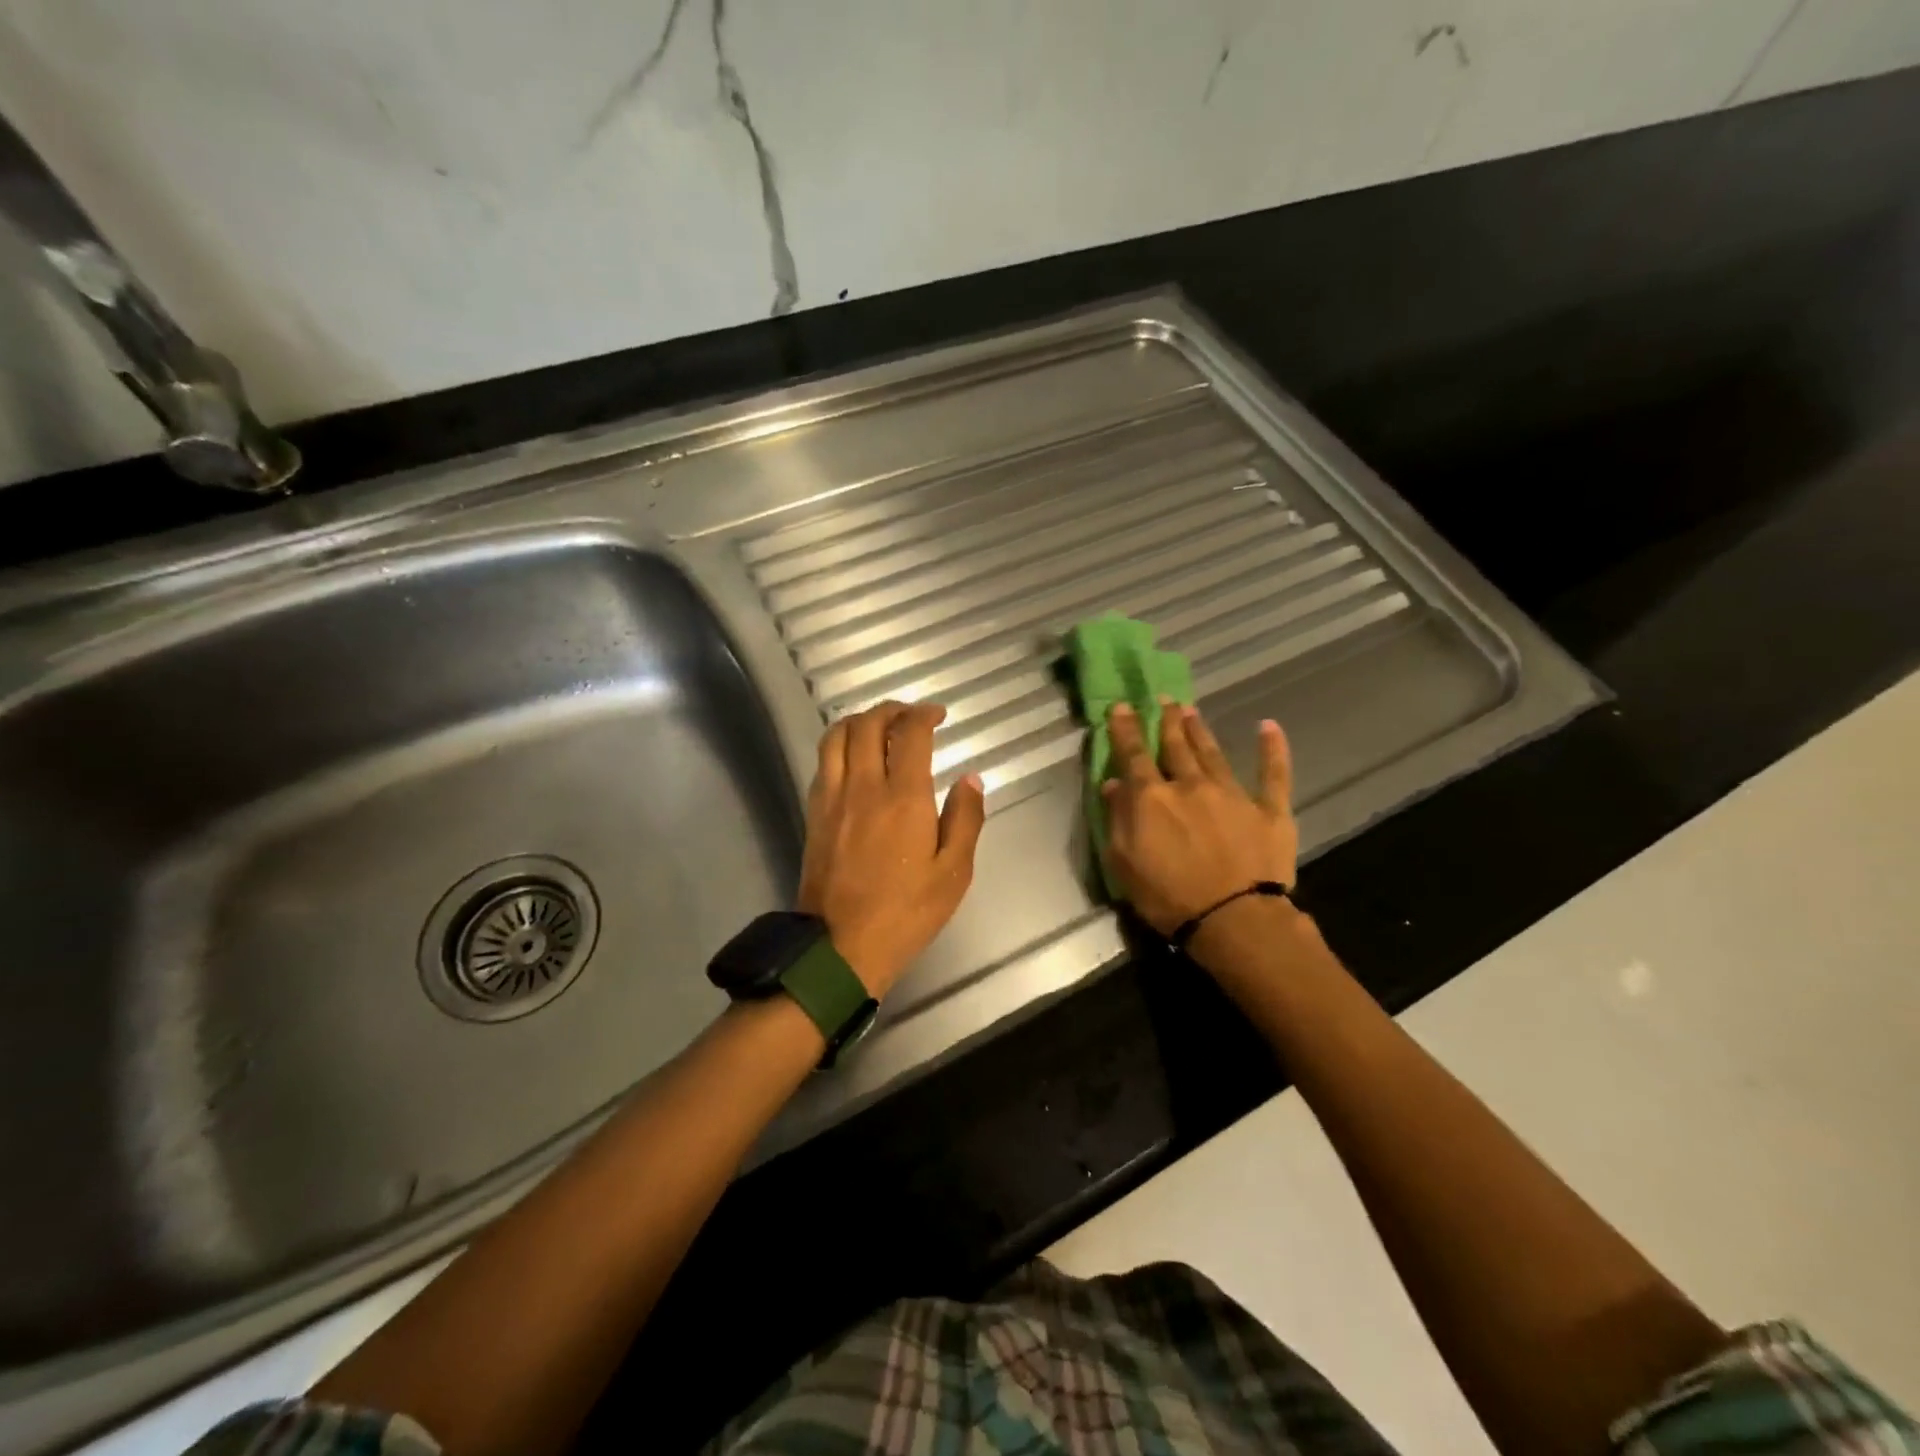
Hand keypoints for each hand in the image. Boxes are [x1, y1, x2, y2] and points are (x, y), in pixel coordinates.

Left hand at [796, 701, 985, 997]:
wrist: (840, 947)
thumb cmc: (906, 913)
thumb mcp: (953, 873)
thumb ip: (965, 819)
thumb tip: (971, 779)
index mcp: (902, 798)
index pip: (909, 734)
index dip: (924, 714)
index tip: (938, 714)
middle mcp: (863, 787)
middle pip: (867, 724)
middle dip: (891, 710)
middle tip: (910, 715)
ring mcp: (832, 798)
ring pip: (836, 736)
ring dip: (859, 720)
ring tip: (879, 726)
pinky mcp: (814, 814)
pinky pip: (823, 763)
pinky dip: (840, 746)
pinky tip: (854, 759)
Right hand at [1101, 701, 1298, 938]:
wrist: (1233, 918)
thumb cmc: (1168, 897)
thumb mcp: (1124, 863)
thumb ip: (1117, 819)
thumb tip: (1113, 784)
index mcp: (1152, 797)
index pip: (1134, 754)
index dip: (1125, 728)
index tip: (1121, 706)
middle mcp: (1190, 785)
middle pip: (1176, 746)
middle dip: (1167, 721)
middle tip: (1164, 699)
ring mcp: (1232, 794)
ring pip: (1213, 753)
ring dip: (1200, 730)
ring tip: (1191, 710)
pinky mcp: (1269, 810)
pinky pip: (1273, 774)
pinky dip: (1272, 749)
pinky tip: (1269, 726)